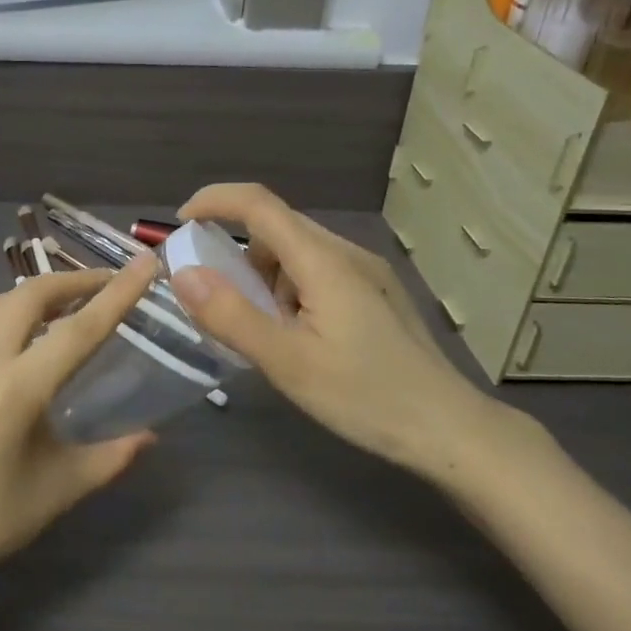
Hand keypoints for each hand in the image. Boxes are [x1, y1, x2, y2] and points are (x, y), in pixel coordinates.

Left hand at [0, 256, 161, 602]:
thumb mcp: (59, 489)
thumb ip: (111, 456)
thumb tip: (150, 436)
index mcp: (17, 388)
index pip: (79, 328)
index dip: (117, 293)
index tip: (144, 263)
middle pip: (33, 295)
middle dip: (75, 281)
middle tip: (108, 285)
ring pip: (2, 301)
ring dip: (40, 294)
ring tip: (71, 305)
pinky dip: (12, 312)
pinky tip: (25, 335)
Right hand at [170, 183, 535, 483]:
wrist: (449, 429)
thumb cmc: (365, 396)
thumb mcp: (287, 362)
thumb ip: (231, 316)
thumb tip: (183, 273)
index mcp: (322, 260)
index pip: (258, 204)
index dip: (214, 201)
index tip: (181, 224)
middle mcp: (345, 253)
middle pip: (277, 227)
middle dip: (235, 252)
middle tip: (213, 297)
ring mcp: (366, 272)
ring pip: (297, 252)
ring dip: (264, 276)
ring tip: (260, 329)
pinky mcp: (376, 293)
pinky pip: (318, 273)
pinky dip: (289, 290)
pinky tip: (296, 335)